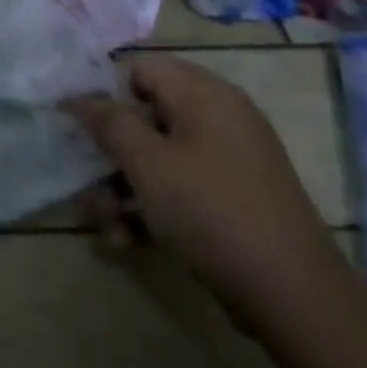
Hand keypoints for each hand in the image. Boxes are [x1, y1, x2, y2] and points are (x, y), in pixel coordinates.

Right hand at [66, 53, 350, 335]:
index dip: (100, 91)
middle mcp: (217, 119)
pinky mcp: (229, 199)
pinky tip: (127, 241)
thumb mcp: (147, 163)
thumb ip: (108, 122)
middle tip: (82, 181)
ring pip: (155, 158)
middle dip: (108, 152)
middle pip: (143, 116)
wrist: (294, 298)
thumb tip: (77, 95)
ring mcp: (226, 161)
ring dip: (121, 188)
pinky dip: (149, 209)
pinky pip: (177, 188)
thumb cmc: (211, 212)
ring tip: (105, 225)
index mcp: (204, 95)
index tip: (71, 122)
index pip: (138, 69)